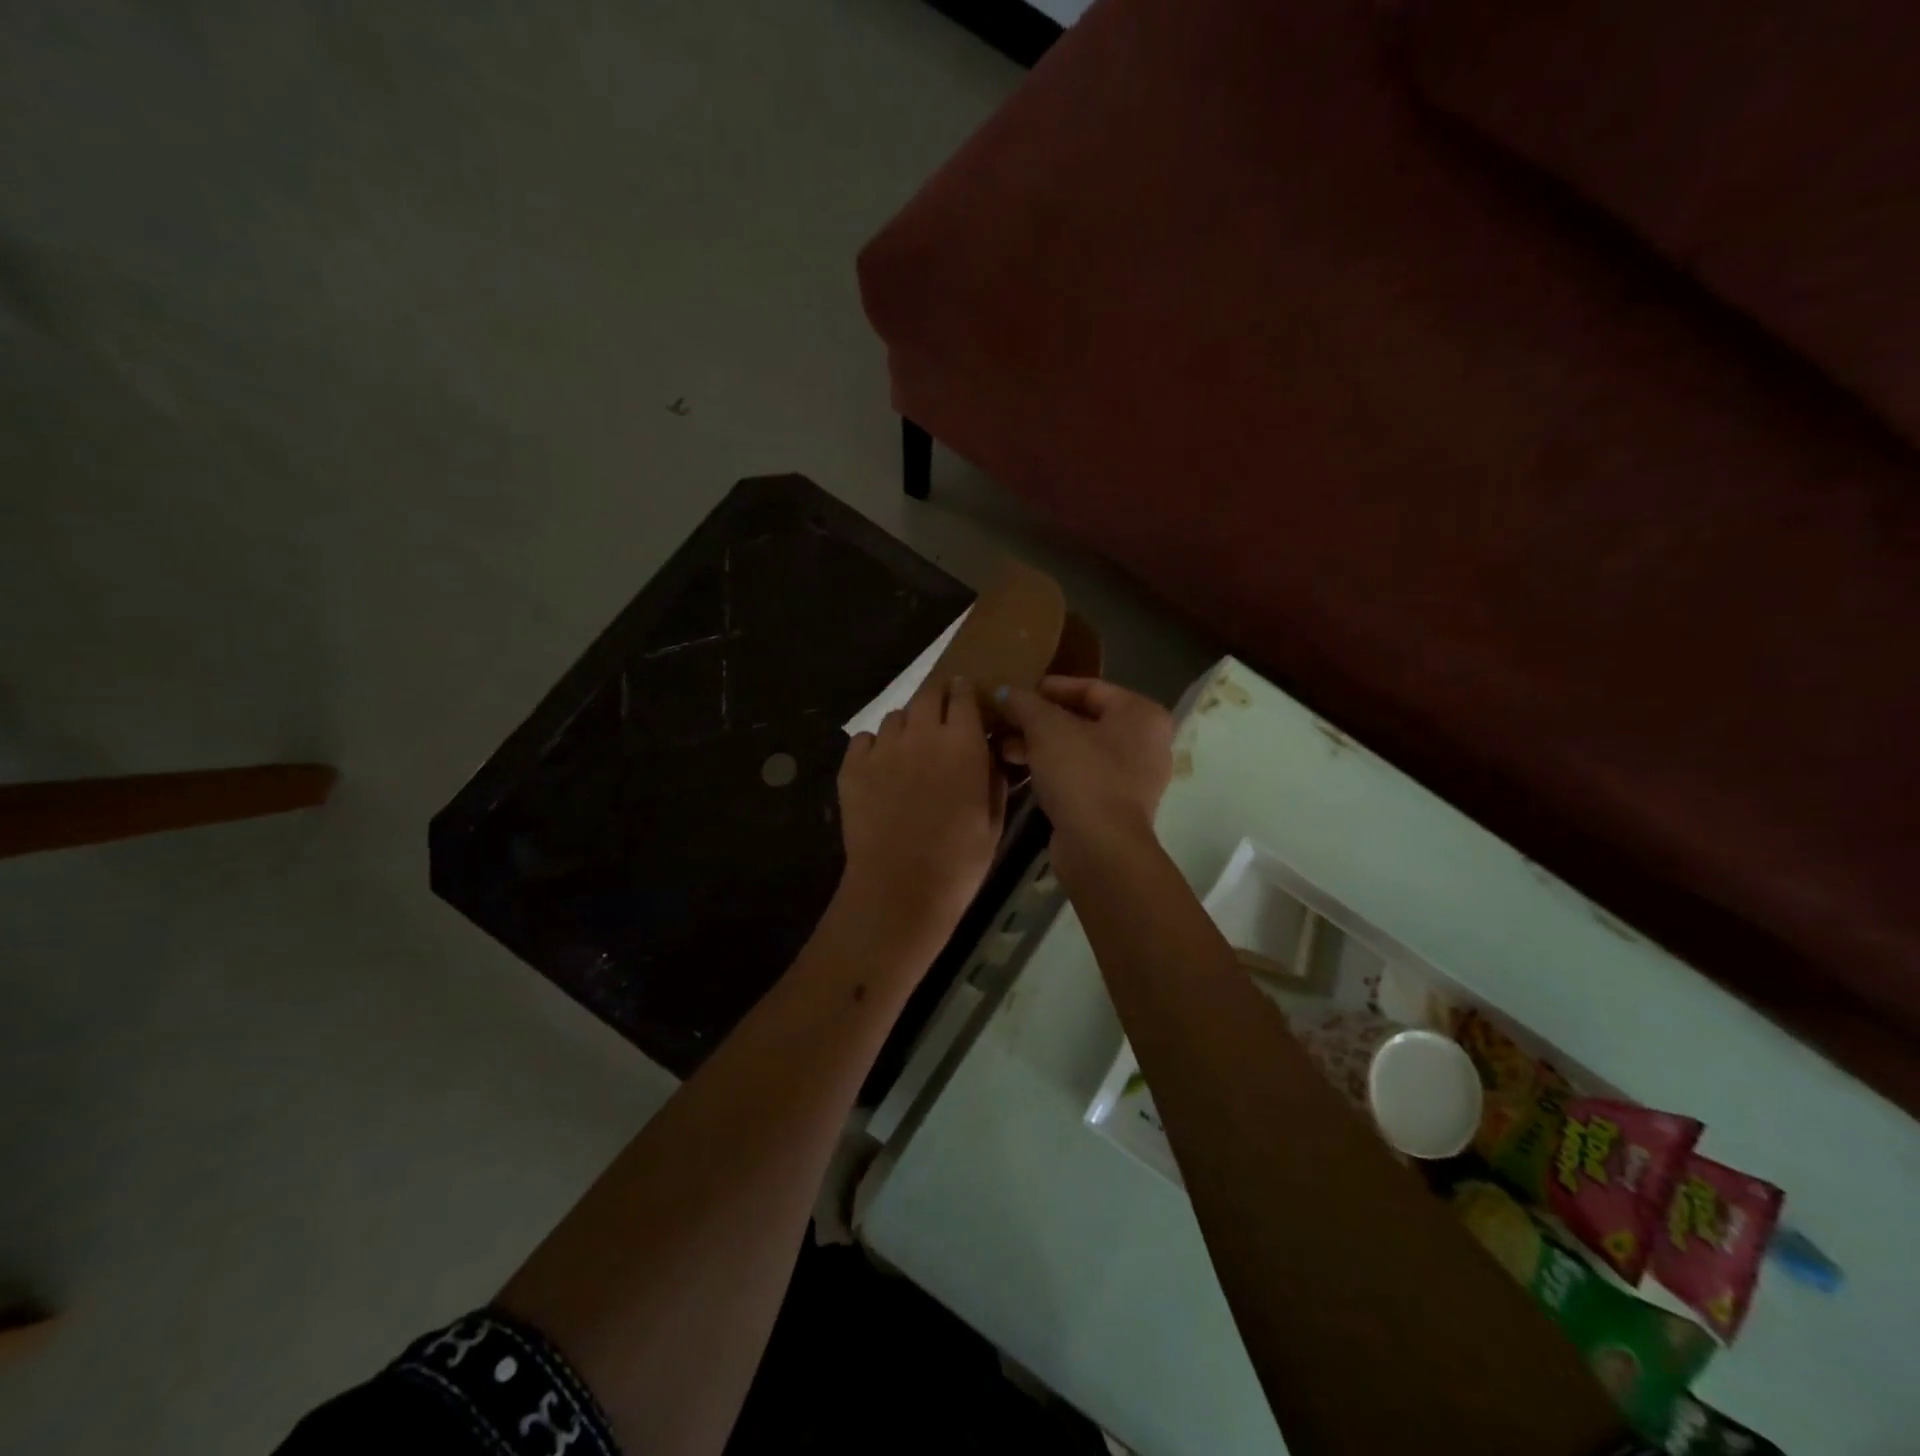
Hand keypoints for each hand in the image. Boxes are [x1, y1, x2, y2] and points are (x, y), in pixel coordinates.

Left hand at [837, 677, 1006, 952]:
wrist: (900, 888)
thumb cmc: (958, 861)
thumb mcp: (993, 820)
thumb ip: (993, 777)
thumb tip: (990, 753)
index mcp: (963, 743)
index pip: (964, 694)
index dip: (965, 692)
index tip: (967, 696)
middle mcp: (922, 734)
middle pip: (928, 693)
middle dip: (937, 696)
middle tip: (940, 713)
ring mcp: (883, 748)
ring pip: (896, 716)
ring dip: (908, 724)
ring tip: (911, 748)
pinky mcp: (852, 766)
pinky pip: (864, 739)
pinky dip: (875, 745)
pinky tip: (882, 767)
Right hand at [994, 676, 1173, 874]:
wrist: (1100, 847)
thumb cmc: (1082, 774)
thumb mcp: (1047, 729)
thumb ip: (1025, 703)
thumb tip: (1006, 692)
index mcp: (1141, 714)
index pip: (1090, 687)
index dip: (1049, 687)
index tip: (1015, 692)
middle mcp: (1145, 742)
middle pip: (1083, 719)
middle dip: (1039, 720)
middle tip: (1005, 722)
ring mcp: (1133, 777)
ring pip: (1079, 749)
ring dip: (1040, 746)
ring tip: (1004, 748)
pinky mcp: (1115, 806)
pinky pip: (1080, 775)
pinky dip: (1053, 770)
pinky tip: (1021, 771)